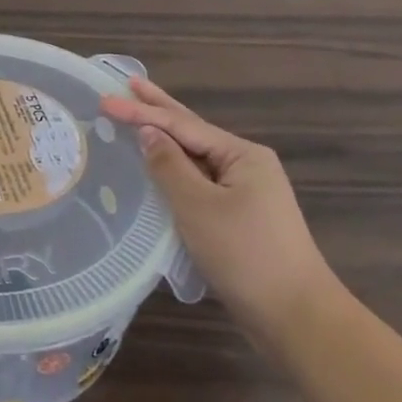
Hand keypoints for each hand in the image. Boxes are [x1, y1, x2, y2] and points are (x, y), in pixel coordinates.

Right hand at [101, 78, 335, 337]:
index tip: (104, 99)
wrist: (296, 317)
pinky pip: (199, 181)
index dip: (141, 111)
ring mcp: (246, 192)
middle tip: (129, 83)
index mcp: (242, 155)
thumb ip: (169, 166)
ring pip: (196, 157)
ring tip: (138, 117)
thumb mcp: (198, 206)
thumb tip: (148, 133)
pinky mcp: (240, 216)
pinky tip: (159, 166)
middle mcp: (246, 165)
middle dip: (159, 108)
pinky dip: (175, 168)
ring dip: (166, 137)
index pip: (182, 124)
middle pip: (192, 130)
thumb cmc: (245, 254)